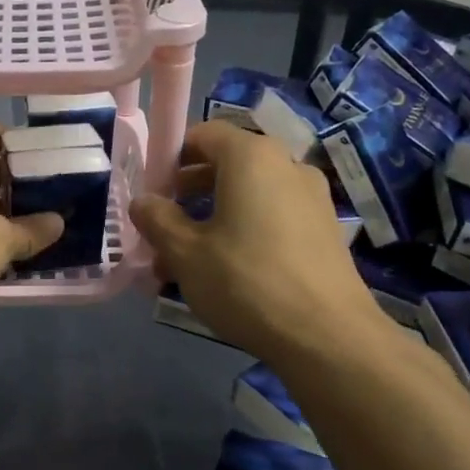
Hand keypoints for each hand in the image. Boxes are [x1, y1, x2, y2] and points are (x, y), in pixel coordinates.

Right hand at [130, 121, 395, 363]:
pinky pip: (272, 218)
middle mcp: (286, 165)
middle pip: (227, 165)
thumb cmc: (246, 282)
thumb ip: (158, 219)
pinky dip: (243, 232)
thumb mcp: (186, 253)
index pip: (204, 134)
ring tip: (185, 261)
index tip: (151, 191)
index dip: (171, 157)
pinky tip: (225, 273)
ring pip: (248, 196)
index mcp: (252, 156)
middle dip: (188, 195)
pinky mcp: (324, 230)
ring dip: (212, 219)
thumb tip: (142, 201)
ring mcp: (311, 198)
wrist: (327, 335)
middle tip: (161, 228)